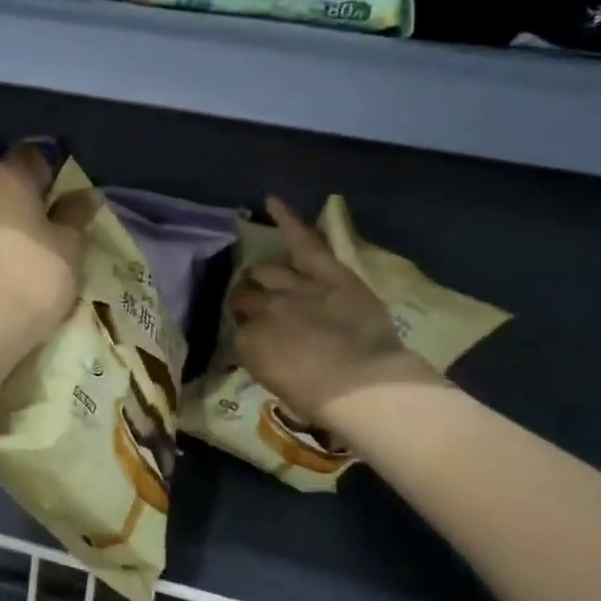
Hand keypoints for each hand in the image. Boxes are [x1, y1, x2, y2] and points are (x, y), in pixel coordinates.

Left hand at [0, 143, 91, 353]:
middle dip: (34, 198)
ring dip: (17, 223)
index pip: (32, 156)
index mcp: (6, 179)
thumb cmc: (36, 275)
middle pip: (11, 184)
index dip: (54, 170)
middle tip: (61, 221)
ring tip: (43, 246)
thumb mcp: (69, 244)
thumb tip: (85, 194)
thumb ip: (75, 215)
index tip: (72, 193)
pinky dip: (3, 243)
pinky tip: (20, 264)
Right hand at [230, 197, 438, 424]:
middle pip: (245, 298)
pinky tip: (271, 200)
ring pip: (266, 272)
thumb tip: (260, 349)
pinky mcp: (325, 271)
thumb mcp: (279, 386)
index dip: (245, 334)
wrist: (363, 386)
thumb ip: (265, 361)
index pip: (237, 332)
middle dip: (245, 301)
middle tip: (252, 307)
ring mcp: (293, 287)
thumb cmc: (323, 401)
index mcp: (249, 343)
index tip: (251, 340)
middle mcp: (262, 309)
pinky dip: (287, 219)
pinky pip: (302, 241)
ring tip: (258, 275)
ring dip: (259, 274)